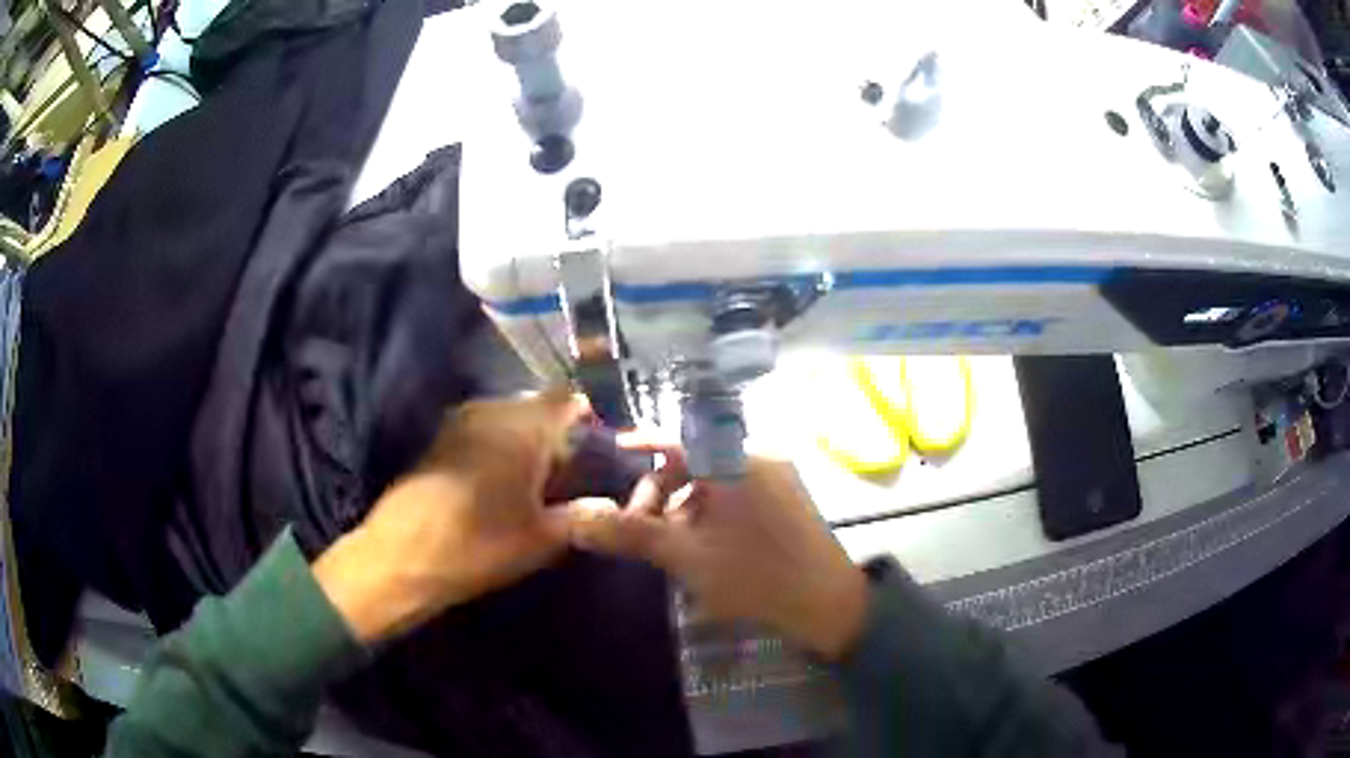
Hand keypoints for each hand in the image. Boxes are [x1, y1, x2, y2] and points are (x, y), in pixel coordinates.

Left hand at [314, 389, 587, 643]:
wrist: (403, 555)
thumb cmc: (480, 544)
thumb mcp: (543, 538)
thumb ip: (583, 515)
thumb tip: (614, 506)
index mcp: (524, 425)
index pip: (568, 399)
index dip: (589, 416)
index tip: (604, 445)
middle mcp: (493, 410)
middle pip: (539, 407)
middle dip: (559, 434)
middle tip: (574, 474)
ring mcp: (462, 421)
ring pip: (510, 418)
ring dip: (528, 441)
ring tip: (541, 483)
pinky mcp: (442, 439)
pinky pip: (485, 430)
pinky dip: (502, 447)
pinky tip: (505, 484)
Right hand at [567, 439, 868, 659]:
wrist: (828, 604)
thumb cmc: (755, 576)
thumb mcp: (685, 557)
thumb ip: (630, 535)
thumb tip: (578, 522)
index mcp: (732, 462)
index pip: (676, 438)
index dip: (641, 442)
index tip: (613, 448)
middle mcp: (757, 459)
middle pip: (693, 462)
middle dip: (660, 492)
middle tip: (641, 529)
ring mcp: (778, 479)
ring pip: (715, 482)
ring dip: (685, 507)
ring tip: (671, 547)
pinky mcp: (789, 500)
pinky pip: (738, 494)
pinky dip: (712, 512)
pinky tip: (704, 548)